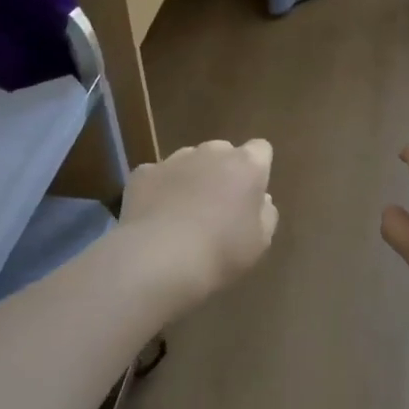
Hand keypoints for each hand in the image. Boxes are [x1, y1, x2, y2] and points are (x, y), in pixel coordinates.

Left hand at [120, 139, 278, 307]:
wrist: (159, 259)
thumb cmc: (220, 252)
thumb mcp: (260, 242)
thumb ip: (265, 214)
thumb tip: (261, 200)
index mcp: (246, 165)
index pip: (260, 149)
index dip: (257, 168)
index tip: (252, 192)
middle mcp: (212, 152)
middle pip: (223, 152)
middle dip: (222, 172)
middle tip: (218, 207)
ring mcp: (174, 159)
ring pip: (189, 161)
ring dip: (191, 178)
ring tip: (183, 215)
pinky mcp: (143, 173)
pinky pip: (157, 176)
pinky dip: (159, 190)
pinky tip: (156, 218)